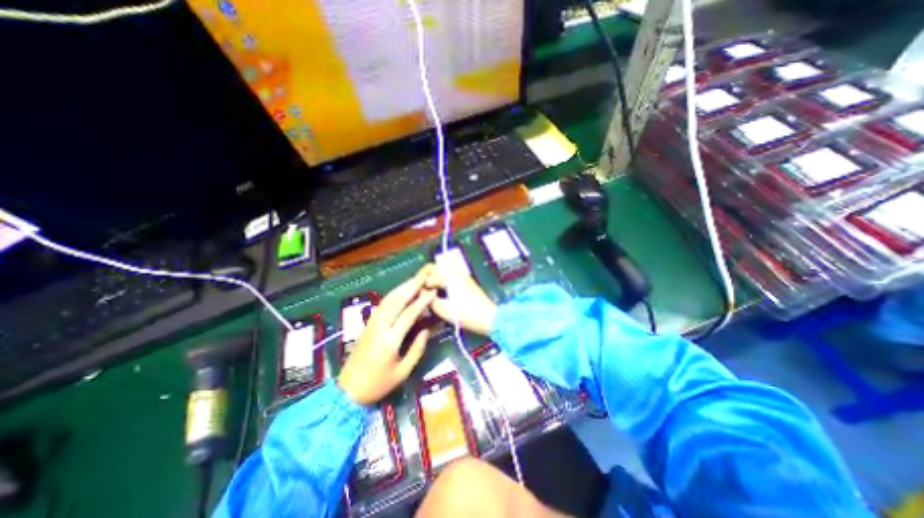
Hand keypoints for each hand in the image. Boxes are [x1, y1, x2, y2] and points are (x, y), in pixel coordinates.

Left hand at [338, 269, 437, 405]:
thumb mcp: (402, 372)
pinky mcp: (367, 325)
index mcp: (390, 340)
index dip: (421, 301)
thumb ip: (417, 349)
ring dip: (401, 288)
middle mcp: (380, 327)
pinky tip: (400, 292)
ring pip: (387, 300)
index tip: (432, 291)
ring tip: (414, 280)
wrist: (347, 391)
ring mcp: (372, 324)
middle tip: (423, 277)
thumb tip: (426, 330)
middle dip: (410, 287)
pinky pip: (382, 305)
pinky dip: (393, 295)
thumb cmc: (378, 384)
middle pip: (396, 301)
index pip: (409, 314)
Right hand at [424, 264, 498, 336]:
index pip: (429, 270)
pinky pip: (450, 277)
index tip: (414, 289)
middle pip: (437, 267)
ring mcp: (463, 277)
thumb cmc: (465, 314)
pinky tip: (440, 294)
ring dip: (435, 279)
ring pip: (444, 272)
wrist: (489, 318)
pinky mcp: (467, 283)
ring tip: (429, 292)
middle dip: (427, 276)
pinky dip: (443, 282)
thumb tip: (421, 293)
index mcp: (449, 276)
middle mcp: (456, 272)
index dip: (419, 278)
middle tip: (420, 290)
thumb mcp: (443, 309)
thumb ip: (428, 299)